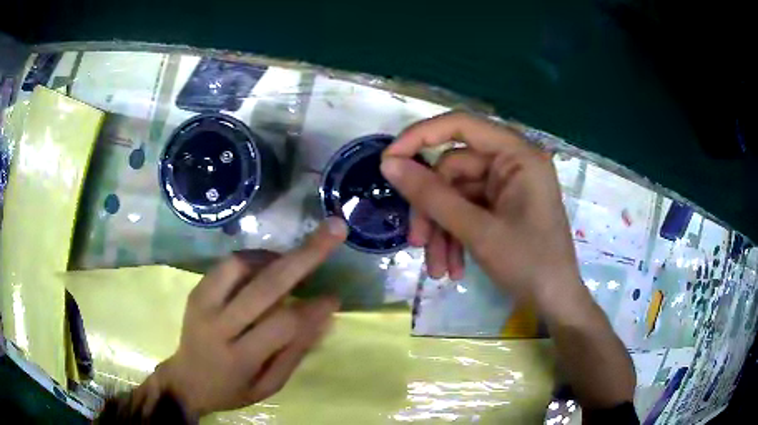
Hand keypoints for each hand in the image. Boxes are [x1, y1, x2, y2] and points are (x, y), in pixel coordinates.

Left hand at [155, 218, 347, 417]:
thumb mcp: (269, 385)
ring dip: (274, 257)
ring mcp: (203, 304)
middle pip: (264, 285)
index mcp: (239, 358)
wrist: (186, 381)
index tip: (335, 297)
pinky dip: (253, 259)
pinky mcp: (196, 291)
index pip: (282, 325)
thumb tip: (325, 315)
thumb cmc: (232, 390)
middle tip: (334, 231)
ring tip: (294, 261)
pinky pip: (227, 264)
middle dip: (304, 256)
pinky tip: (268, 266)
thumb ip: (295, 352)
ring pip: (241, 265)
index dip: (312, 309)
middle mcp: (218, 326)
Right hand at [381, 112, 582, 306]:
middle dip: (432, 210)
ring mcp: (507, 186)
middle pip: (453, 170)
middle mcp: (512, 163)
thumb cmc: (529, 263)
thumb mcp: (478, 231)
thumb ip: (432, 195)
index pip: (460, 125)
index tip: (389, 161)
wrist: (555, 301)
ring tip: (437, 269)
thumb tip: (388, 164)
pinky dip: (455, 237)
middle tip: (417, 243)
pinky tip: (452, 268)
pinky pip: (467, 212)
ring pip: (456, 196)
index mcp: (517, 155)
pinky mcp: (502, 207)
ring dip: (441, 231)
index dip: (420, 137)